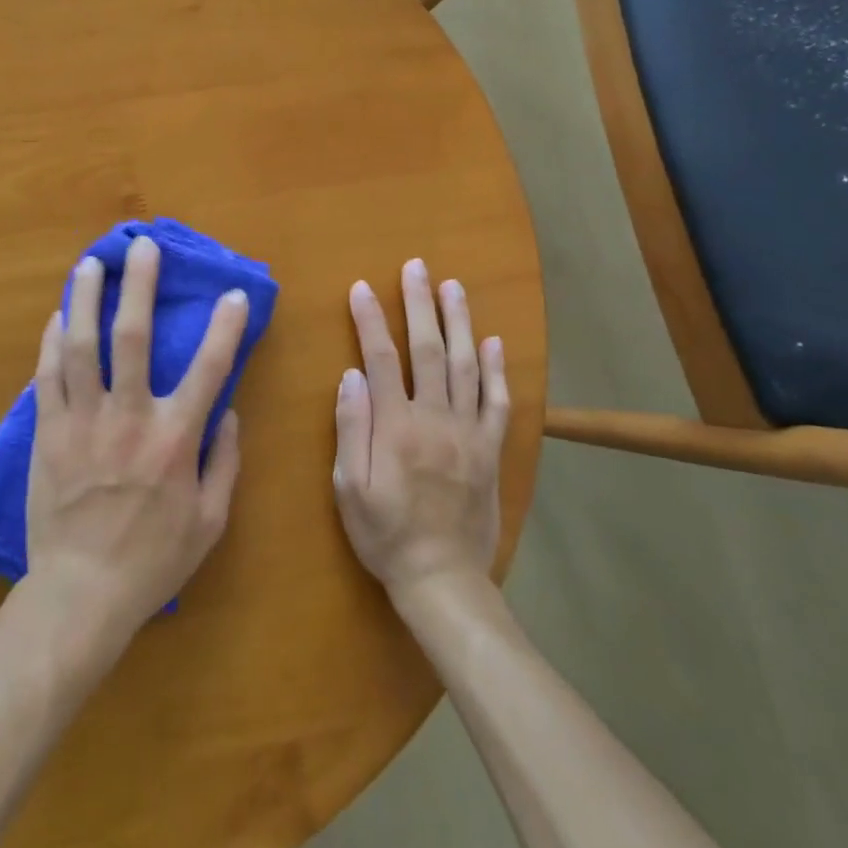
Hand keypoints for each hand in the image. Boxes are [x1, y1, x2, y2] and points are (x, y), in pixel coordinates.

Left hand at [23, 236, 246, 647]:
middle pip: (131, 337)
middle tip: (142, 246)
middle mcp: (128, 417)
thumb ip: (225, 462)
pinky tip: (57, 316)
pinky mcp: (47, 433)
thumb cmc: (153, 560)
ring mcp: (82, 422)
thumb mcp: (210, 521)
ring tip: (91, 264)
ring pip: (81, 346)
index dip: (226, 326)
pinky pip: (47, 377)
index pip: (209, 368)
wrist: (80, 595)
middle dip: (139, 285)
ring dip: (87, 299)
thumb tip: (229, 412)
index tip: (234, 293)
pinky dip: (51, 343)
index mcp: (174, 439)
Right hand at [332, 259, 508, 602]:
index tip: (362, 287)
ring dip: (460, 322)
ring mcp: (469, 433)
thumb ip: (351, 429)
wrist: (443, 580)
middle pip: (429, 350)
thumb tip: (351, 375)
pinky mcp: (491, 450)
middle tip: (418, 266)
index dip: (370, 319)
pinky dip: (498, 370)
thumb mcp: (350, 488)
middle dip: (421, 304)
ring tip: (454, 287)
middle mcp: (435, 419)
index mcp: (396, 427)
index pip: (381, 358)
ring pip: (467, 366)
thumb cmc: (385, 534)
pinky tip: (495, 342)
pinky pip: (497, 402)